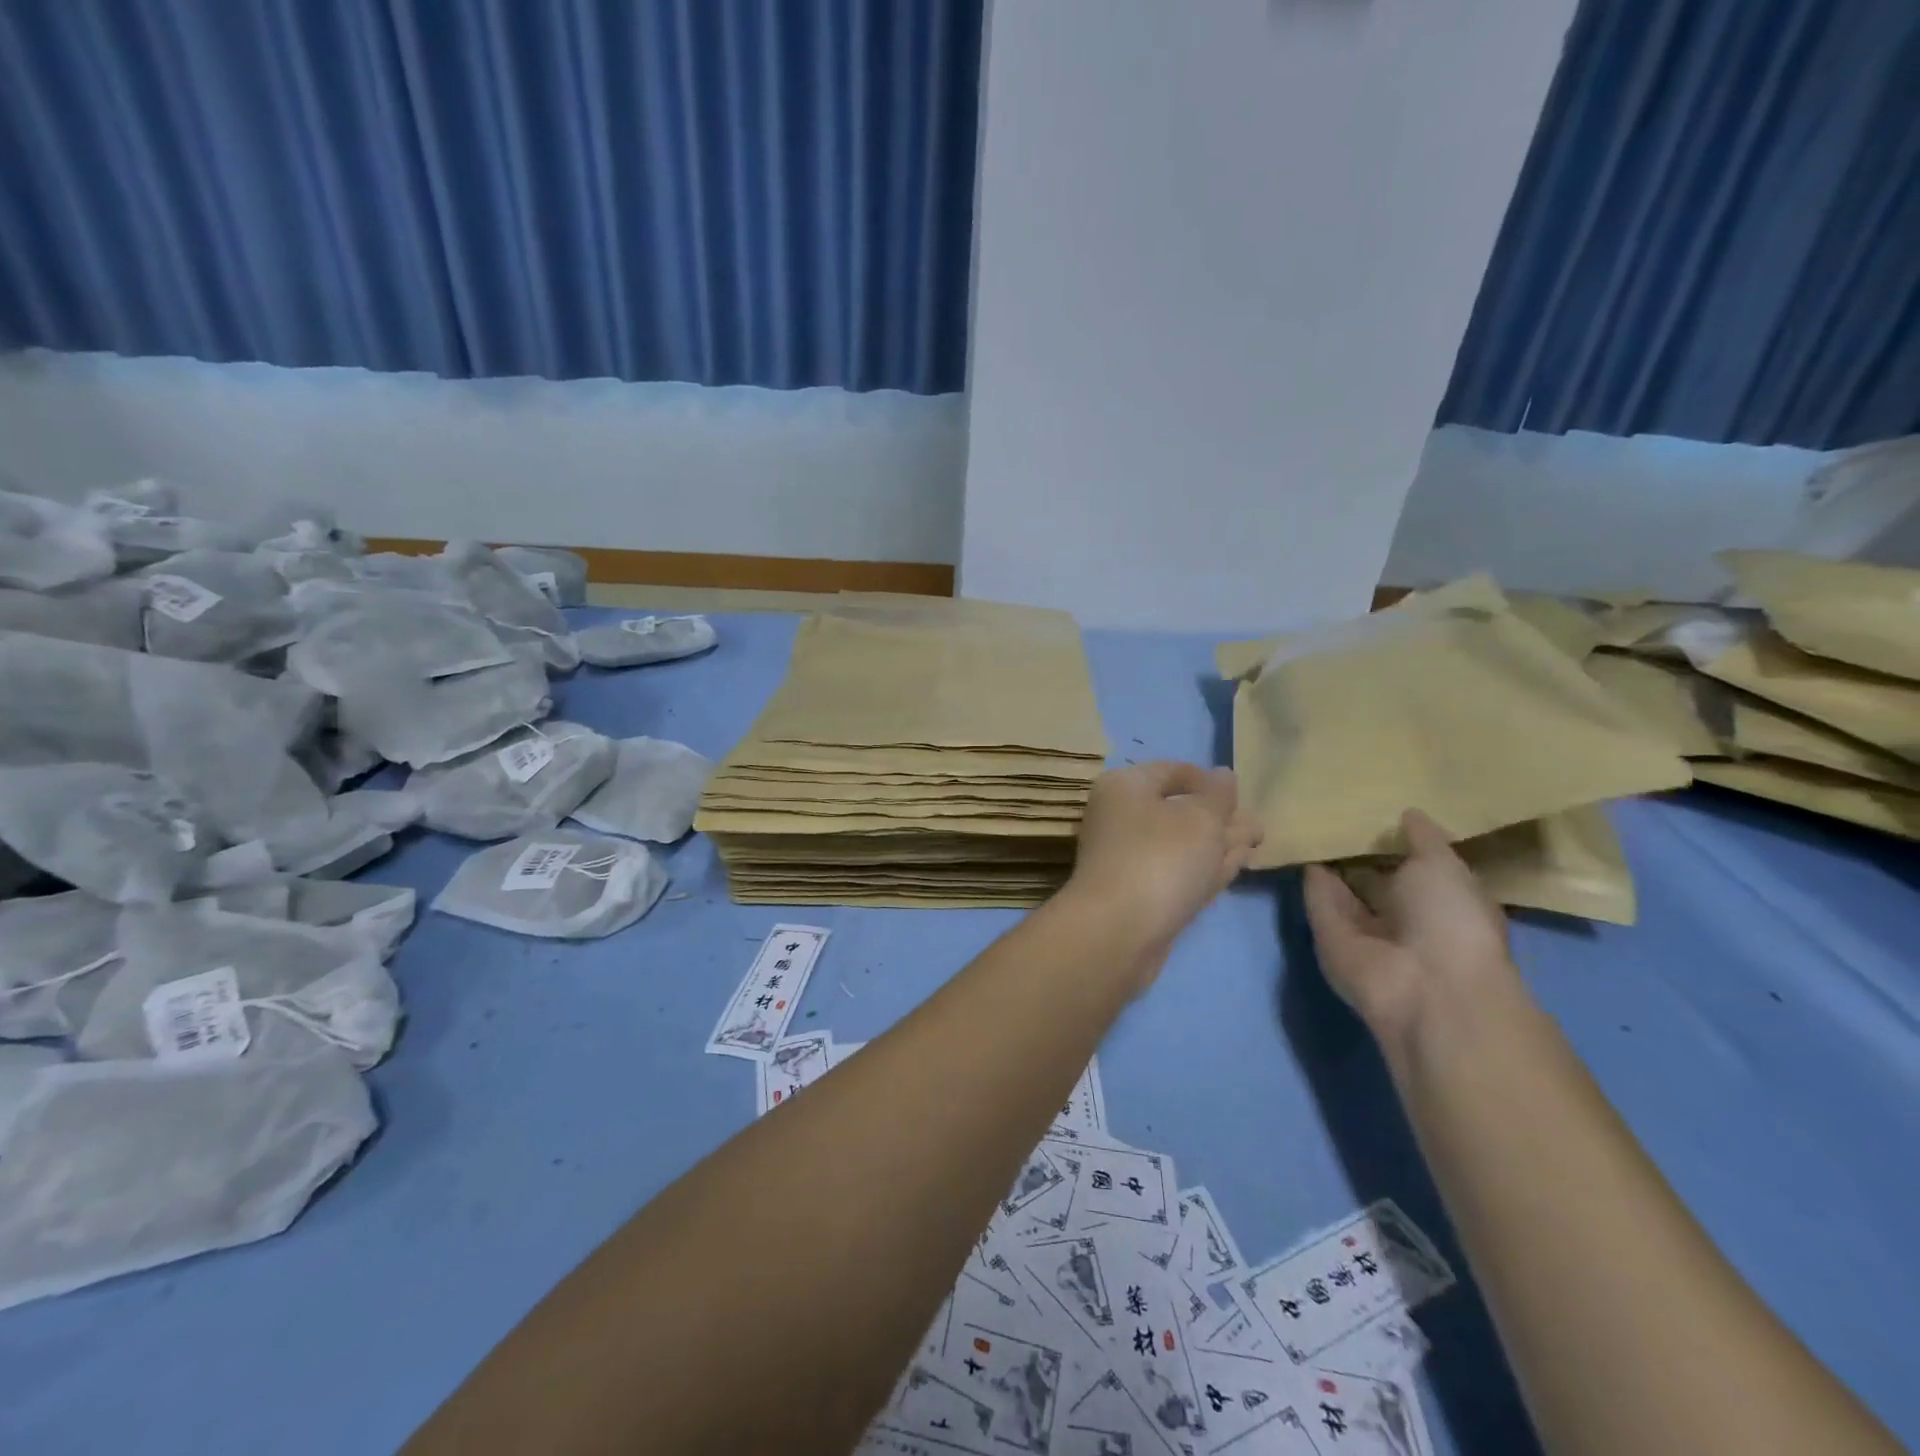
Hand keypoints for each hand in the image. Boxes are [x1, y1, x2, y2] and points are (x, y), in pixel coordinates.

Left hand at [1066, 761, 1262, 971]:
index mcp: (1125, 786)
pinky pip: (1176, 872)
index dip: (1210, 782)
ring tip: (1255, 846)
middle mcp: (1120, 817)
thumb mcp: (1201, 818)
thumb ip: (1218, 795)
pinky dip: (1203, 869)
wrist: (1118, 931)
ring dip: (1217, 845)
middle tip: (1259, 828)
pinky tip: (1232, 869)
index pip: (1172, 771)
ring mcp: (1127, 857)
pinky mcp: (1137, 893)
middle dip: (1220, 818)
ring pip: (1181, 844)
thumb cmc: (1161, 859)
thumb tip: (1223, 774)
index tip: (1243, 797)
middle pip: (1178, 810)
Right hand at [1302, 808, 1516, 1052]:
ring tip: (1312, 821)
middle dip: (1360, 851)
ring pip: (1344, 891)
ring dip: (1330, 863)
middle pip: (1377, 879)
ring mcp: (1366, 931)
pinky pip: (1319, 902)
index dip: (1402, 842)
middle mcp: (1406, 919)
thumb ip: (1423, 838)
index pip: (1421, 868)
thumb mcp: (1444, 866)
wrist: (1422, 984)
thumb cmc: (1451, 920)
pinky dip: (1311, 879)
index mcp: (1445, 902)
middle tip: (1338, 809)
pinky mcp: (1330, 938)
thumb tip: (1408, 812)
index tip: (1380, 808)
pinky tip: (1300, 844)